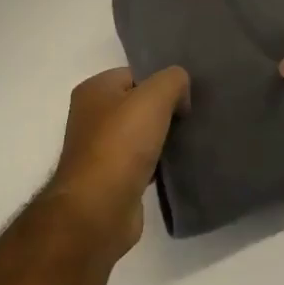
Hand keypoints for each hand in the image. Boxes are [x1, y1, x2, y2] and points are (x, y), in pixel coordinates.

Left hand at [44, 66, 189, 260]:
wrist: (99, 209)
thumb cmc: (121, 144)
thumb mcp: (153, 98)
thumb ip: (172, 81)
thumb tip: (181, 92)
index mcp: (93, 90)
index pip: (135, 75)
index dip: (162, 83)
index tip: (186, 98)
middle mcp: (91, 116)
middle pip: (138, 105)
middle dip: (165, 111)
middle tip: (192, 119)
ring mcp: (99, 149)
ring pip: (141, 134)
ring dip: (163, 139)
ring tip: (190, 142)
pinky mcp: (111, 179)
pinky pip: (141, 162)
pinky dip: (158, 163)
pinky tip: (177, 167)